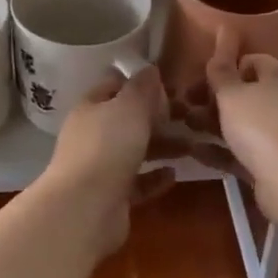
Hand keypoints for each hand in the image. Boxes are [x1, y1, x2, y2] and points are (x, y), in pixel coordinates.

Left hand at [41, 65, 178, 258]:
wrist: (85, 208)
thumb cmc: (107, 147)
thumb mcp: (129, 107)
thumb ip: (142, 88)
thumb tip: (150, 69)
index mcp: (91, 108)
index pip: (114, 87)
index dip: (140, 84)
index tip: (169, 87)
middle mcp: (92, 135)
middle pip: (127, 121)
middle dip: (157, 118)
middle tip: (188, 118)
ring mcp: (100, 167)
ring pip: (134, 151)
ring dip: (162, 147)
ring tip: (191, 146)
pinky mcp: (111, 197)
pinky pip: (138, 182)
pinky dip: (155, 177)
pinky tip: (174, 175)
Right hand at [199, 28, 277, 230]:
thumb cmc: (262, 127)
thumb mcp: (233, 94)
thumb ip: (222, 69)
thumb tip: (225, 31)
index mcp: (276, 78)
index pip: (251, 61)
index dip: (226, 64)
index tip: (201, 75)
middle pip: (242, 94)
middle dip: (212, 97)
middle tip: (183, 102)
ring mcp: (277, 135)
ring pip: (239, 124)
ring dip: (210, 123)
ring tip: (182, 124)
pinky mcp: (270, 164)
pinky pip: (239, 152)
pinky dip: (218, 149)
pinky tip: (194, 150)